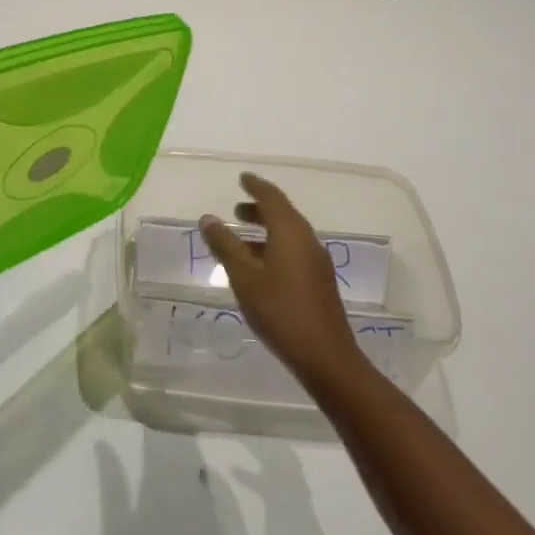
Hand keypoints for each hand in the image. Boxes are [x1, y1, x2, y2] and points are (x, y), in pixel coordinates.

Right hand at [200, 174, 362, 389]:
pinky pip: (293, 251)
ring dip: (265, 230)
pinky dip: (273, 247)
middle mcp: (307, 240)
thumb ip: (225, 245)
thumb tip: (208, 219)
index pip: (272, 197)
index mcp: (290, 232)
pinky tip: (258, 267)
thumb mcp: (244, 277)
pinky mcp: (318, 281)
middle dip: (259, 208)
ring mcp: (316, 261)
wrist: (325, 356)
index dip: (255, 186)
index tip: (242, 178)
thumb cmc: (280, 311)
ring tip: (240, 238)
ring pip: (288, 234)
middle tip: (236, 209)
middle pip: (282, 214)